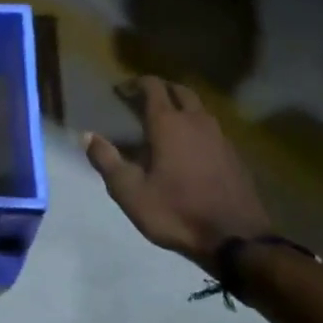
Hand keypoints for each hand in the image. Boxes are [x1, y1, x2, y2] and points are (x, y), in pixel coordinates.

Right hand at [84, 77, 270, 269]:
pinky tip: (187, 149)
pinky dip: (195, 128)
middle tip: (142, 101)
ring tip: (163, 124)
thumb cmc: (175, 211)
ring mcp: (220, 137)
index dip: (135, 84)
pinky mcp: (234, 155)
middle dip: (161, 90)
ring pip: (199, 109)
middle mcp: (197, 122)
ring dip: (181, 108)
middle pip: (180, 91)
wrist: (235, 238)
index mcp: (168, 124)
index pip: (153, 87)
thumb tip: (87, 136)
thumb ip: (106, 160)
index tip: (120, 90)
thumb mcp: (129, 191)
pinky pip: (211, 129)